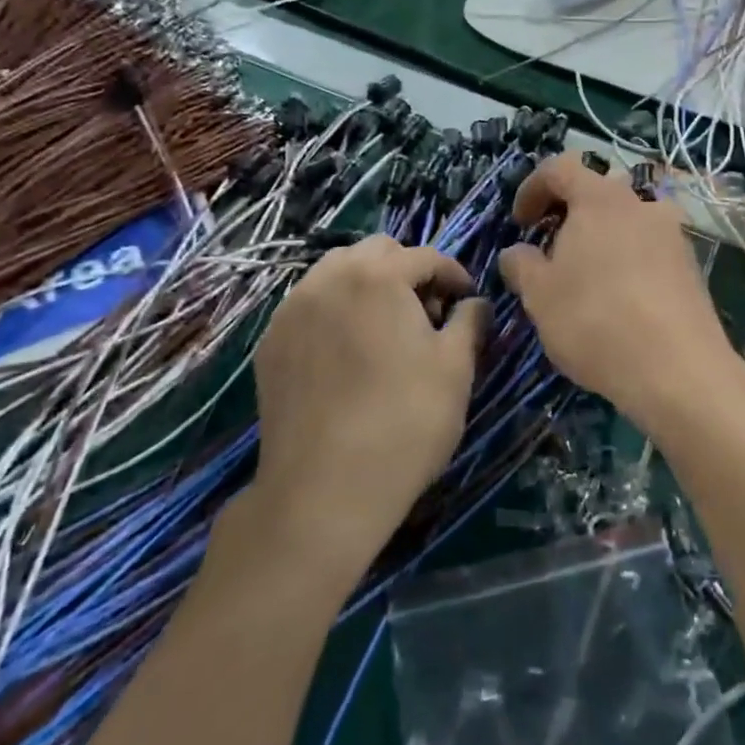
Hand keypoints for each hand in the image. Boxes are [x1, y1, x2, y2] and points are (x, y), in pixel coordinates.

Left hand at [244, 237, 488, 579]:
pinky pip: (310, 305)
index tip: (468, 303)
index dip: (455, 275)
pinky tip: (350, 351)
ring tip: (387, 328)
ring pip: (336, 273)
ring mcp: (292, 311)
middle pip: (376, 252)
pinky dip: (336, 310)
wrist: (323, 492)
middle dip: (408, 271)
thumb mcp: (456, 369)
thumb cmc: (405, 422)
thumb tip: (475, 304)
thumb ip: (470, 322)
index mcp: (378, 276)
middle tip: (427, 313)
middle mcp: (329, 279)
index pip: (425, 256)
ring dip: (369, 285)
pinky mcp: (270, 344)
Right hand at [498, 154, 744, 431]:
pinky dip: (629, 259)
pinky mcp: (691, 265)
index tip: (520, 222)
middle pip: (598, 190)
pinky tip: (621, 298)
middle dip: (571, 213)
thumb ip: (522, 265)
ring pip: (629, 220)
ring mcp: (672, 233)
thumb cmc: (595, 320)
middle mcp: (640, 204)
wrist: (677, 368)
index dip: (532, 187)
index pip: (559, 168)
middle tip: (553, 249)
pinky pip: (651, 248)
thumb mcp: (540, 296)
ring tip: (588, 275)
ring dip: (604, 236)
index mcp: (599, 199)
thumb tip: (516, 252)